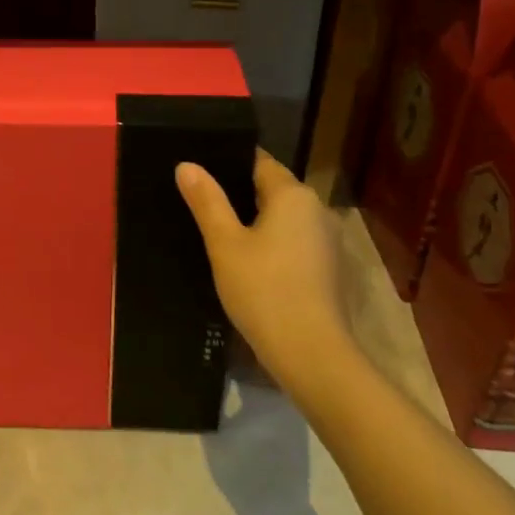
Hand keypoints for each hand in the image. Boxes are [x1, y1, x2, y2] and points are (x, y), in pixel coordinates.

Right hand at [176, 148, 354, 393]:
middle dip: (240, 193)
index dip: (228, 162)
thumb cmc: (264, 290)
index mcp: (293, 195)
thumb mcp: (225, 244)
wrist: (311, 352)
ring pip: (284, 218)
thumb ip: (207, 201)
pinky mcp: (328, 268)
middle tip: (201, 203)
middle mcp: (316, 209)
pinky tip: (248, 262)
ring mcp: (327, 240)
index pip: (259, 162)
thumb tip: (186, 165)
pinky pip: (294, 241)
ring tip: (219, 232)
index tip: (200, 172)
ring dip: (256, 222)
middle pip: (273, 189)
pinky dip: (272, 244)